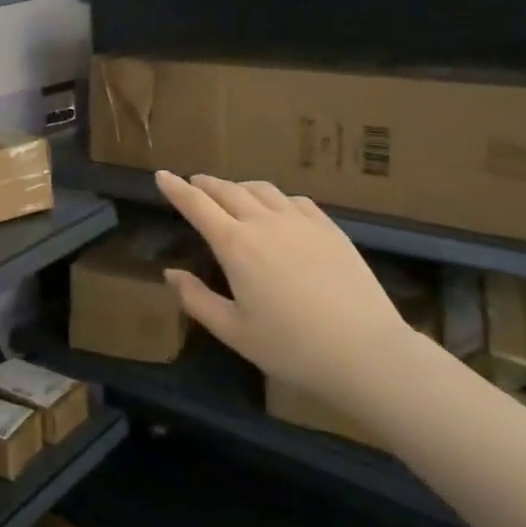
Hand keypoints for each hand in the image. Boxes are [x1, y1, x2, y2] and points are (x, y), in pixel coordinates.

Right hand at [156, 171, 411, 401]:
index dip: (176, 189)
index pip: (197, 206)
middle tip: (193, 183)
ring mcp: (301, 222)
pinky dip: (275, 197)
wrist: (364, 351)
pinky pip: (295, 200)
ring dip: (239, 186)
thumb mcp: (232, 331)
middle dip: (206, 184)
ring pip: (262, 190)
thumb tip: (171, 273)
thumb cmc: (290, 347)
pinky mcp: (330, 229)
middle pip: (228, 190)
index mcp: (236, 245)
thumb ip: (196, 299)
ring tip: (232, 193)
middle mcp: (265, 222)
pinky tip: (277, 208)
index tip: (161, 175)